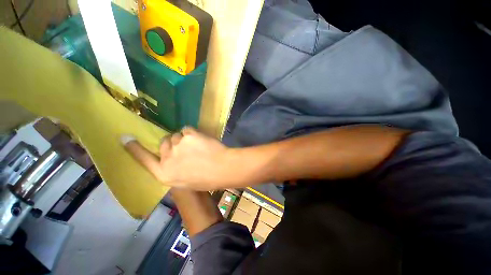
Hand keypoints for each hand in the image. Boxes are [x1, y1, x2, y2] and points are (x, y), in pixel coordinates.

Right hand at [121, 127, 238, 189]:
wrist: (223, 169)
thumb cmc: (207, 179)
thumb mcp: (186, 180)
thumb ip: (175, 169)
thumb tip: (172, 157)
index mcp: (165, 174)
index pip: (144, 160)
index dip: (135, 149)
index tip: (125, 138)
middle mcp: (167, 159)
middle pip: (164, 143)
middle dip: (173, 143)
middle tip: (187, 148)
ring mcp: (177, 146)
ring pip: (176, 135)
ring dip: (184, 139)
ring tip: (198, 146)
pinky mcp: (188, 136)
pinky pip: (187, 130)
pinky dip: (192, 133)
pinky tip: (201, 141)